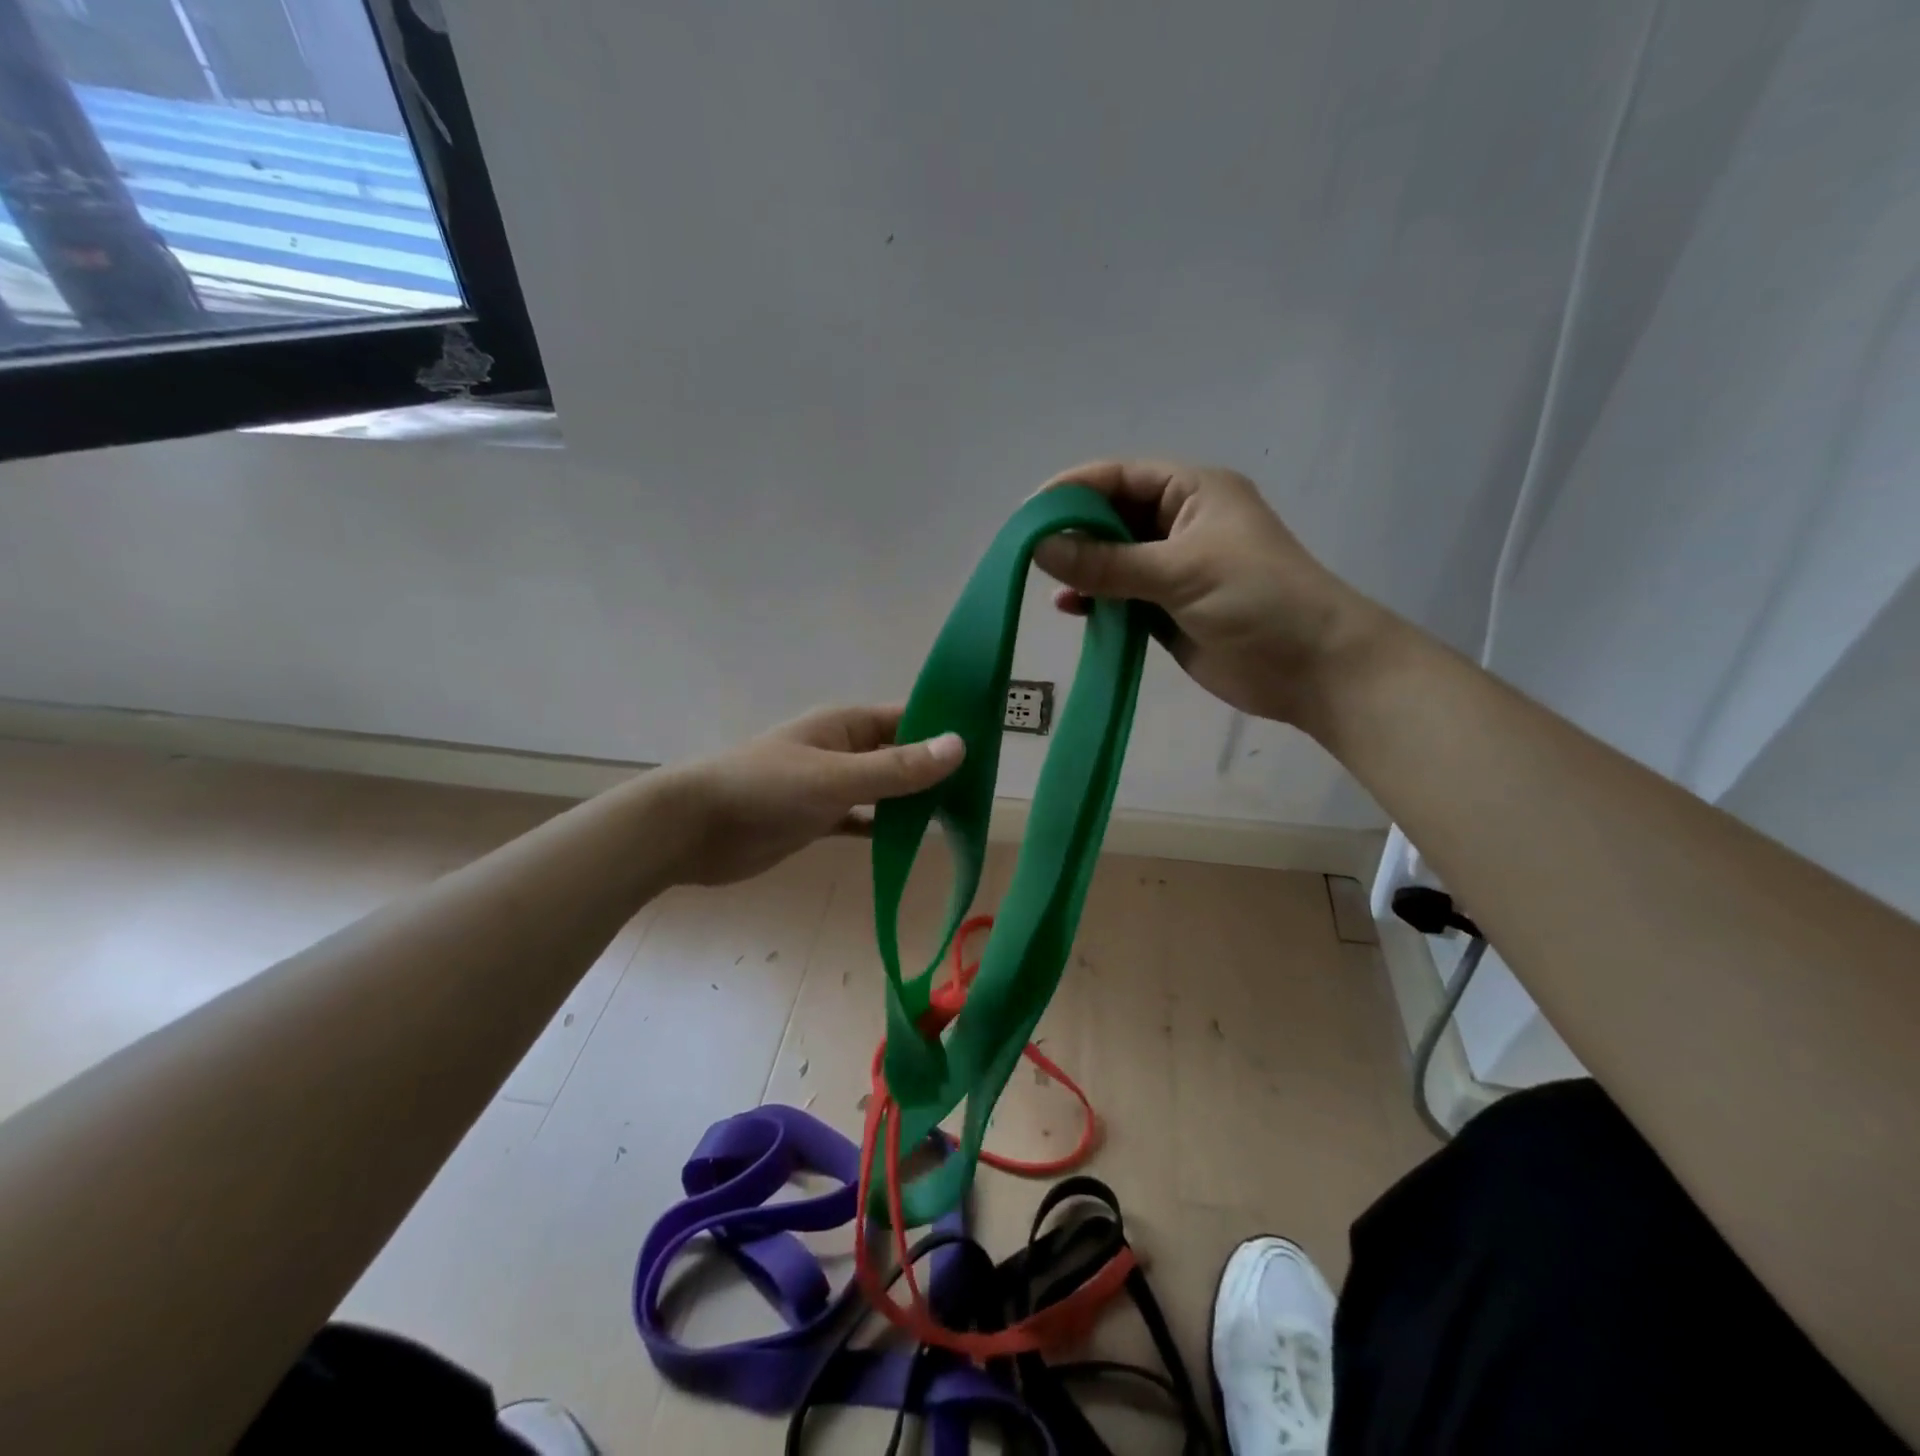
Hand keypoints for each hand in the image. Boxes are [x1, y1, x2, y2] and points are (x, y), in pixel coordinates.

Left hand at [653, 705, 963, 885]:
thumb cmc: (764, 790)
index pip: (908, 718)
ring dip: (912, 802)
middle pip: (899, 755)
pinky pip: (861, 820)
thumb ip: (896, 768)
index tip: (987, 750)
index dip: (945, 730)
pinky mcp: (815, 819)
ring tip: (957, 819)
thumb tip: (959, 747)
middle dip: (934, 771)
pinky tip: (910, 843)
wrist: (692, 829)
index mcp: (846, 725)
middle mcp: (842, 750)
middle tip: (980, 794)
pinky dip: (883, 829)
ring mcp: (828, 785)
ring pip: (882, 789)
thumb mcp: (836, 778)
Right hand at [1032, 460, 1390, 725]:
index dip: (1073, 490)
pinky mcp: (1167, 610)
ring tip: (1048, 583)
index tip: (1028, 515)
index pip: (1120, 477)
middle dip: (1073, 532)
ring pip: (1113, 559)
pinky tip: (1070, 608)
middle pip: (1112, 517)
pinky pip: (1120, 596)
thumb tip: (1039, 548)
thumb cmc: (1256, 599)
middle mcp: (1180, 524)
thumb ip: (1108, 562)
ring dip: (1082, 569)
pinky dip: (1095, 599)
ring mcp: (1173, 569)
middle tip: (1028, 553)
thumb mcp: (1180, 570)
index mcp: (1192, 492)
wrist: (1311, 667)